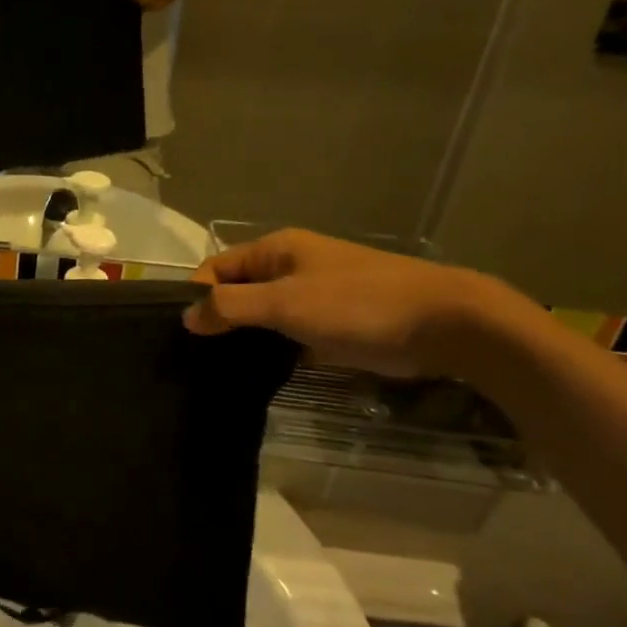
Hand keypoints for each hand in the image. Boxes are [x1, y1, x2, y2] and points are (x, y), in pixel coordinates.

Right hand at [183, 228, 505, 377]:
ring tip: (221, 371)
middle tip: (196, 358)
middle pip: (240, 290)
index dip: (197, 295)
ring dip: (247, 338)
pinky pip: (292, 334)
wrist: (444, 323)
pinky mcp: (334, 324)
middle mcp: (291, 266)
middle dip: (220, 318)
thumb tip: (186, 316)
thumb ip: (231, 307)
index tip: (182, 333)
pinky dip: (276, 351)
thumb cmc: (357, 305)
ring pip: (265, 315)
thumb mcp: (284, 303)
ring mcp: (315, 295)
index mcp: (276, 249)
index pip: (217, 267)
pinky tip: (261, 376)